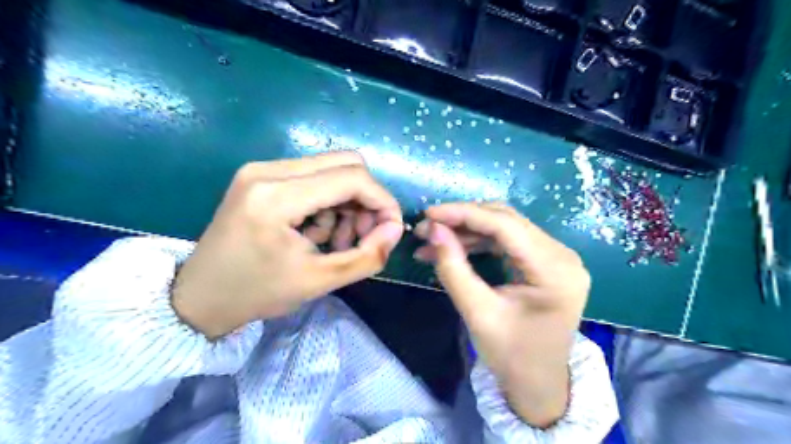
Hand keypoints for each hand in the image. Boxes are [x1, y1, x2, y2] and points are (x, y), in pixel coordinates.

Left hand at [174, 153, 402, 339]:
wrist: (199, 297)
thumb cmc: (257, 293)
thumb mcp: (319, 281)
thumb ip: (367, 256)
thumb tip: (394, 229)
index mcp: (277, 196)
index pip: (352, 178)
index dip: (382, 200)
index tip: (390, 228)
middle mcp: (268, 170)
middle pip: (345, 164)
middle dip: (366, 200)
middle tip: (364, 235)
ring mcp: (261, 169)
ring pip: (331, 170)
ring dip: (346, 204)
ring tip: (337, 241)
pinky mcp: (261, 177)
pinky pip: (313, 178)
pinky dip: (328, 203)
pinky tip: (318, 232)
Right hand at [414, 203, 586, 428]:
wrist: (538, 383)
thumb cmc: (511, 356)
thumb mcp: (477, 313)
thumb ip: (453, 268)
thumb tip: (433, 230)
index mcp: (555, 271)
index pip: (505, 225)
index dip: (464, 214)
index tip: (429, 213)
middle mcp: (562, 255)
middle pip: (506, 220)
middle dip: (462, 220)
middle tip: (427, 228)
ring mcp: (556, 257)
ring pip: (504, 227)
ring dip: (467, 230)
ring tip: (433, 240)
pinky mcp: (544, 261)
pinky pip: (507, 240)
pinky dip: (478, 241)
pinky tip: (453, 248)